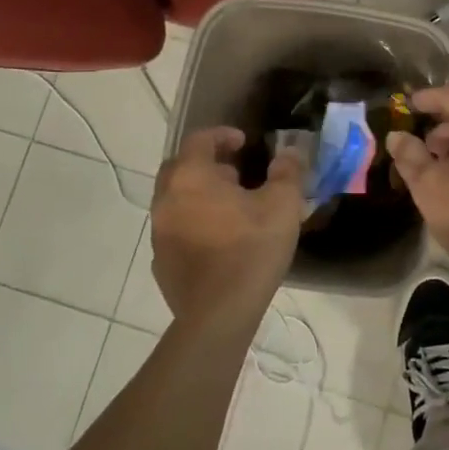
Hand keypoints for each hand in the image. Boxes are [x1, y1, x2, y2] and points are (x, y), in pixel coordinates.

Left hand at [151, 128, 302, 328]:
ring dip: (199, 194)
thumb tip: (289, 152)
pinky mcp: (160, 262)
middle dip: (206, 163)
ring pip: (175, 199)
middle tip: (235, 173)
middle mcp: (166, 199)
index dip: (222, 135)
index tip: (244, 142)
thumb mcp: (283, 204)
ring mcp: (159, 232)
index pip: (199, 140)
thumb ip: (287, 171)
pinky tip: (218, 240)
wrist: (219, 314)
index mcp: (191, 177)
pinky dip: (194, 223)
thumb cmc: (251, 249)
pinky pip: (176, 229)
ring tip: (231, 207)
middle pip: (180, 167)